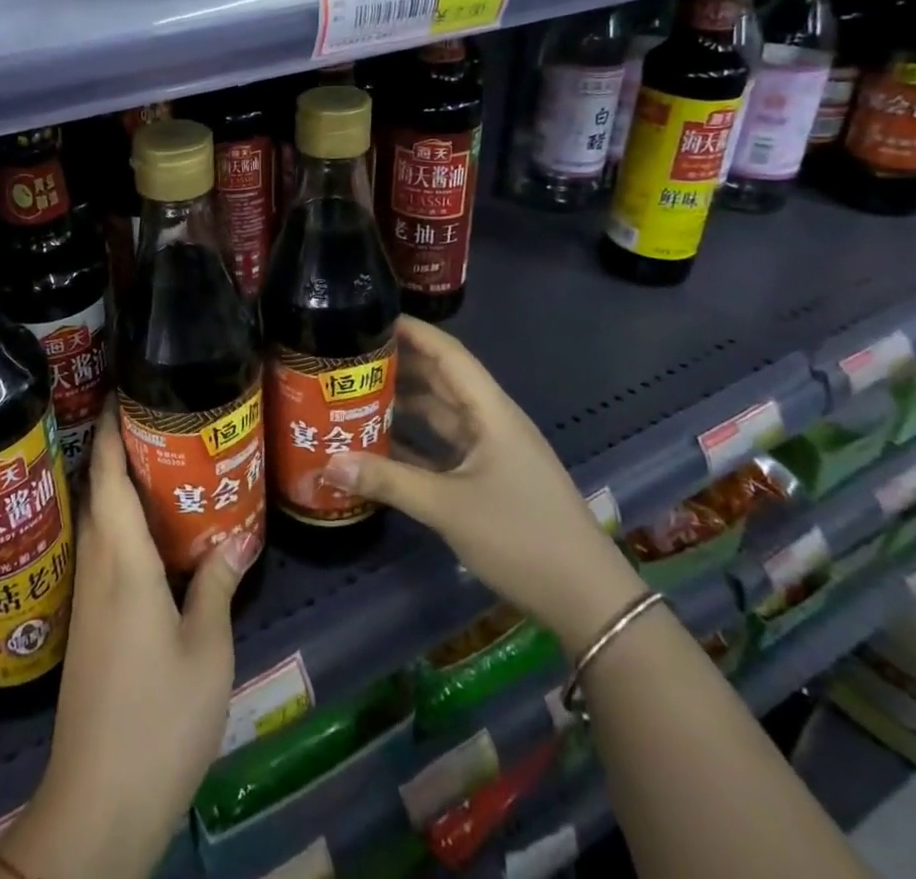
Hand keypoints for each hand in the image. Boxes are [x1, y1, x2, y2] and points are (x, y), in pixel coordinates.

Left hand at [0, 406, 256, 878]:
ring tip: (162, 465)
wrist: (99, 800)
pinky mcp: (89, 625)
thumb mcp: (206, 649)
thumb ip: (216, 585)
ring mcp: (88, 598)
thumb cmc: (159, 716)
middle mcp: (97, 568)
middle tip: (159, 421)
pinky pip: (103, 552)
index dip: (112, 430)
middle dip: (118, 450)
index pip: (109, 477)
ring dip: (119, 487)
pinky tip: (154, 538)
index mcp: (123, 561)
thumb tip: (237, 538)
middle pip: (99, 491)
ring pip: (99, 522)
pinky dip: (123, 526)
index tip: (123, 393)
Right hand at [320, 316, 645, 656]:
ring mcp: (491, 451)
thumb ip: (388, 481)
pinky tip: (378, 444)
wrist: (587, 600)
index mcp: (491, 412)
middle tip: (351, 355)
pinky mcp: (488, 478)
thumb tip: (328, 464)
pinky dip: (413, 442)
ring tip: (355, 393)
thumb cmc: (522, 536)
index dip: (413, 331)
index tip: (372, 316)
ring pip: (440, 414)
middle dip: (400, 364)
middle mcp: (491, 422)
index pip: (449, 354)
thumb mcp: (448, 507)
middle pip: (441, 379)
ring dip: (404, 403)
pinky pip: (443, 447)